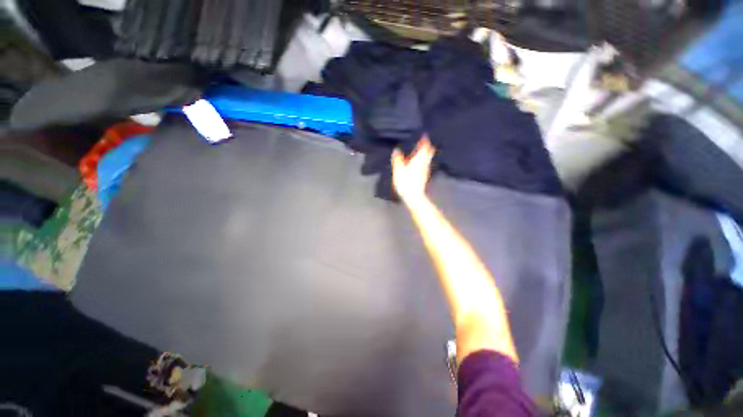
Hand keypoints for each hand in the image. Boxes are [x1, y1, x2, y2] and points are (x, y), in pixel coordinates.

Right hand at [391, 136, 434, 203]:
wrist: (414, 196)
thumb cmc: (406, 182)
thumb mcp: (398, 170)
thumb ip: (397, 159)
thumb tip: (396, 150)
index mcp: (418, 159)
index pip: (424, 146)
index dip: (425, 140)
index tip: (424, 135)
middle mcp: (424, 163)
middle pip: (429, 152)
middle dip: (427, 146)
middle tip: (423, 142)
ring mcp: (425, 170)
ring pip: (427, 158)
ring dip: (425, 153)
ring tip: (419, 151)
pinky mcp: (424, 176)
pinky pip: (425, 164)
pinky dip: (422, 161)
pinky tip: (417, 163)